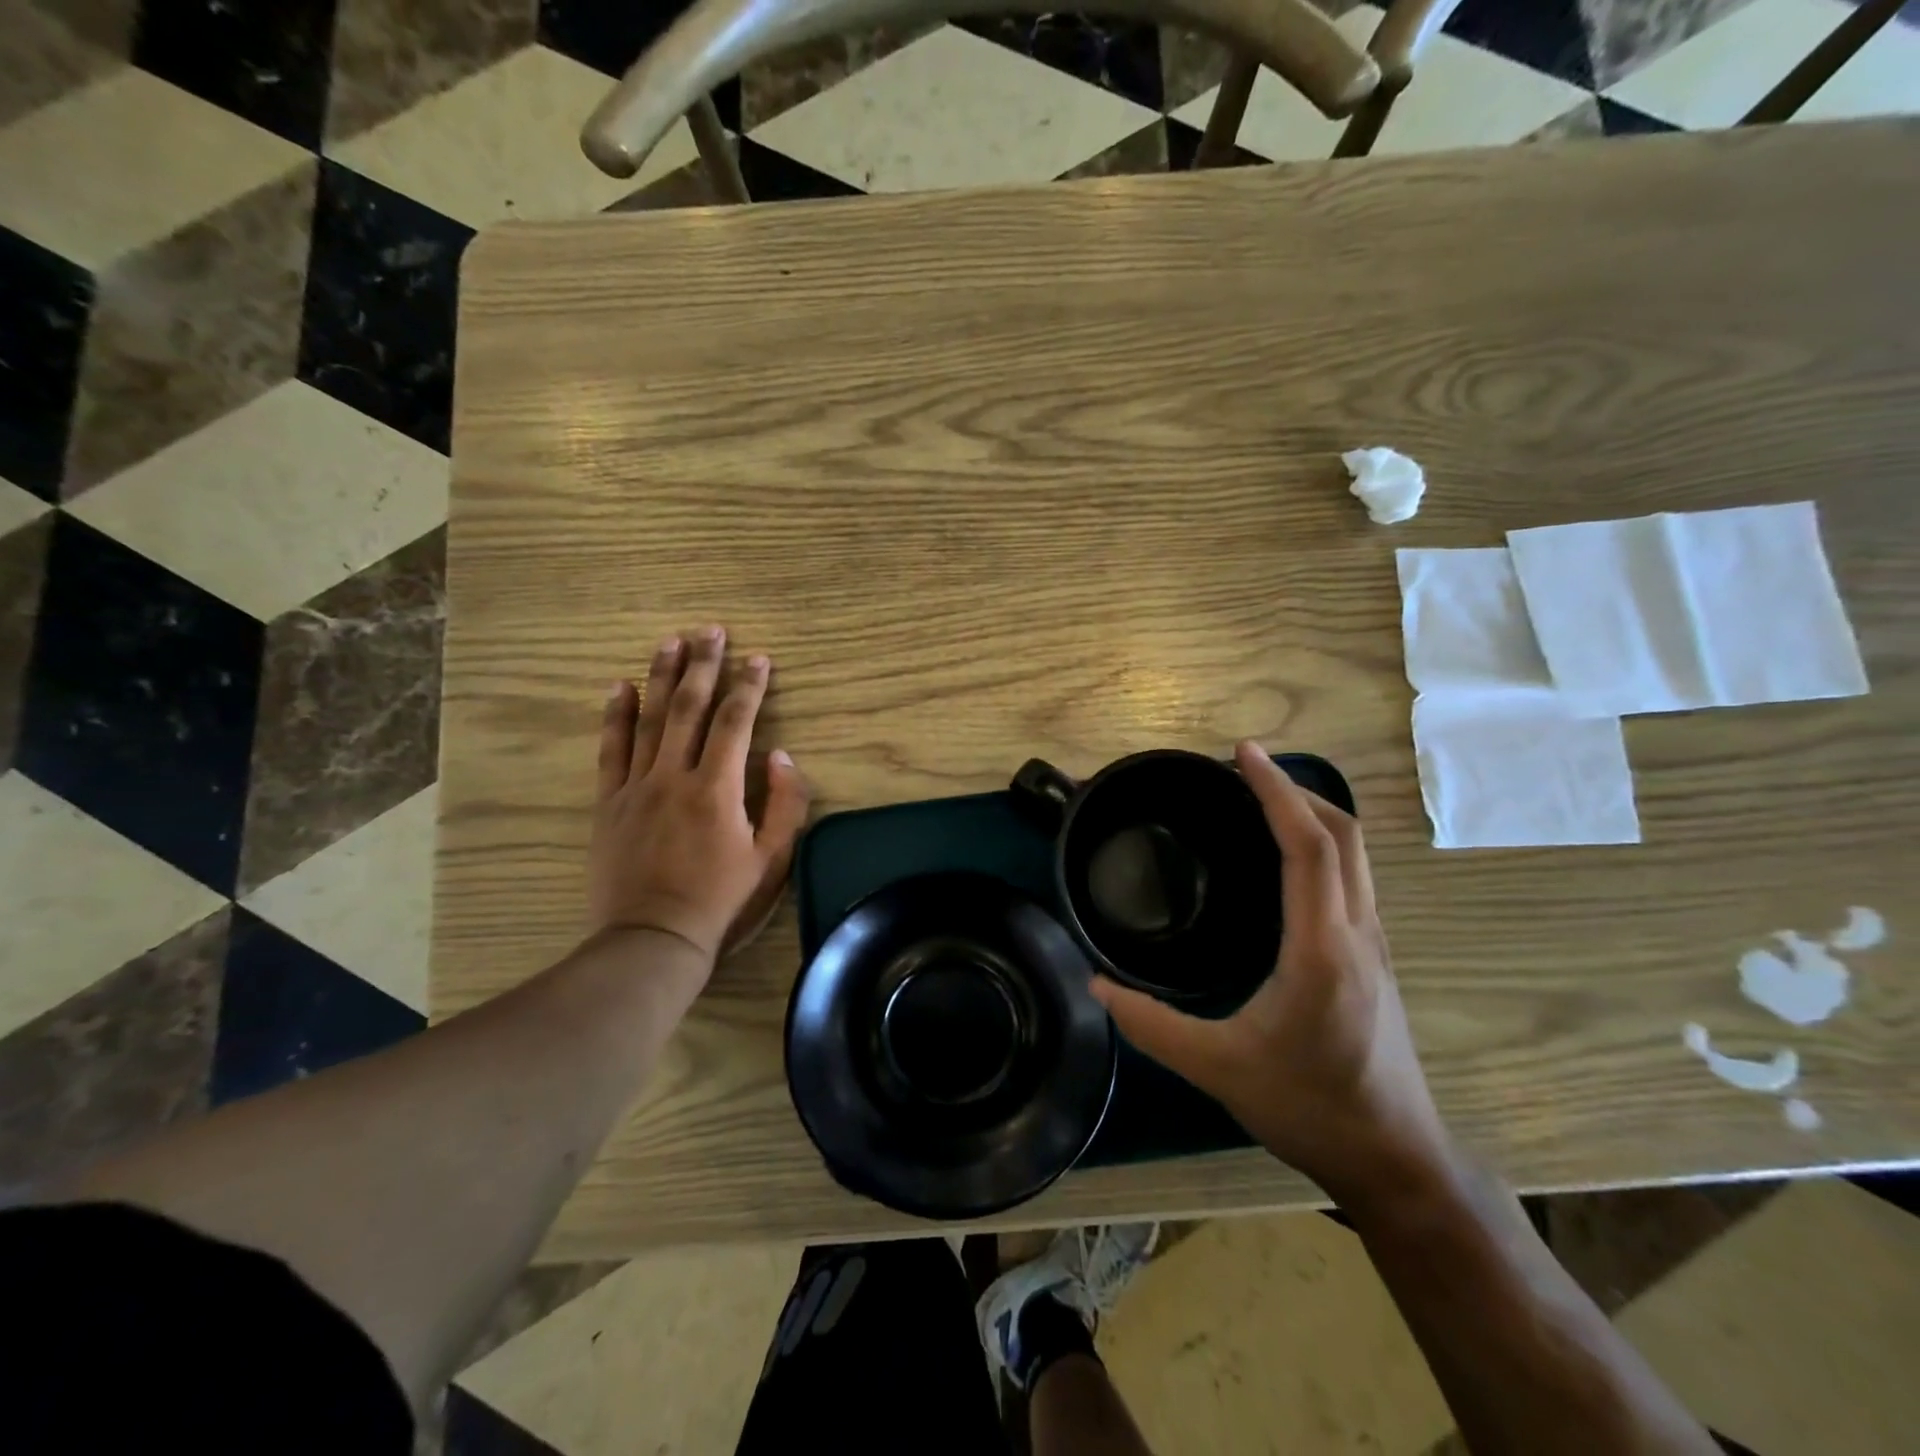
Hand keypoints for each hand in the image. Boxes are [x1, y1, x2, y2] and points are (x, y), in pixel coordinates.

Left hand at [588, 626, 809, 963]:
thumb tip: (781, 755)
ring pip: (649, 719)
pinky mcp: (609, 803)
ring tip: (670, 641)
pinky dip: (615, 716)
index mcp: (717, 788)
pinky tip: (619, 686)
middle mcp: (674, 776)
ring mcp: (636, 787)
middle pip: (689, 707)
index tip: (758, 657)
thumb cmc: (721, 901)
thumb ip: (784, 804)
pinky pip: (611, 750)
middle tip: (711, 630)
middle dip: (703, 665)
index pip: (735, 722)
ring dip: (661, 676)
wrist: (652, 939)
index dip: (749, 686)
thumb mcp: (771, 860)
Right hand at [1090, 742, 1452, 1208]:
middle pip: (1344, 834)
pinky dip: (1322, 846)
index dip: (1276, 791)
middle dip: (1297, 789)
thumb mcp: (1218, 1068)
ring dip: (1313, 814)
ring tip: (1260, 802)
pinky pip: (1353, 877)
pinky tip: (1284, 862)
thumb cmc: (1309, 1108)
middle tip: (1243, 772)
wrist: (1394, 1160)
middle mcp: (1356, 932)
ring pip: (1356, 854)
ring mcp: (1374, 944)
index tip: (1243, 754)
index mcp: (1320, 948)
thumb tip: (1097, 985)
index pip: (1309, 846)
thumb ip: (1152, 1025)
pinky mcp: (1375, 958)